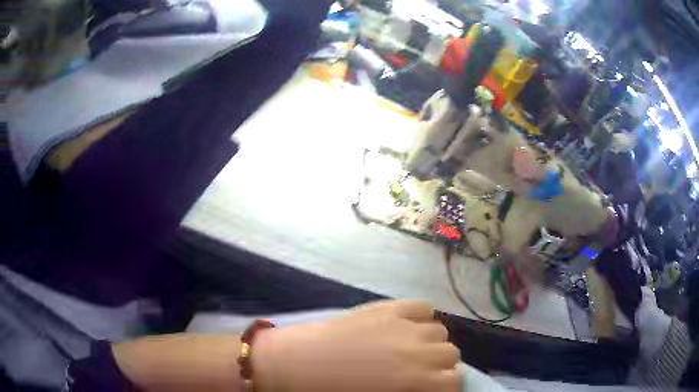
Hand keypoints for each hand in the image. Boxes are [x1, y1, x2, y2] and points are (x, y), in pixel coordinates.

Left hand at [254, 300, 461, 391]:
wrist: (295, 365)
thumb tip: (426, 387)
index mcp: (414, 379)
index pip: (454, 382)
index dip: (446, 389)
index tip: (433, 390)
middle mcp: (417, 349)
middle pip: (450, 354)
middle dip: (439, 366)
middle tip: (419, 373)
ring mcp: (402, 324)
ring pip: (439, 330)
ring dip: (430, 342)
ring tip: (411, 349)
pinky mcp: (386, 307)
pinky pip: (421, 306)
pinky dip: (421, 316)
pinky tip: (408, 326)